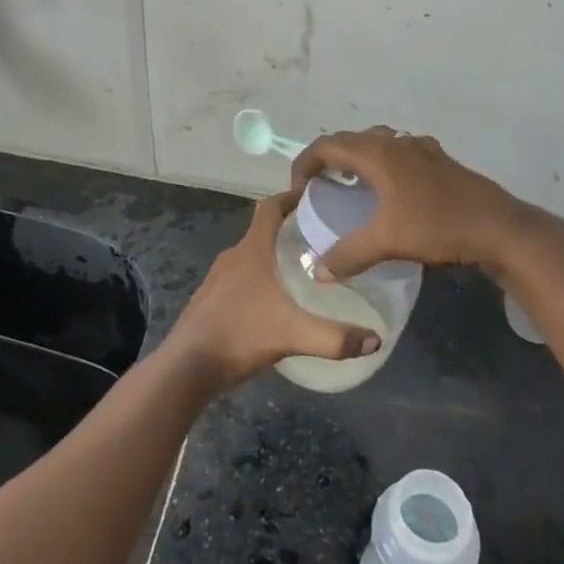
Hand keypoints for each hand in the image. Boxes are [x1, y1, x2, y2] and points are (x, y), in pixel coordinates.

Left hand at [163, 192, 382, 390]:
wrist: (187, 366)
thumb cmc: (240, 335)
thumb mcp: (292, 335)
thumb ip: (335, 337)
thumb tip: (376, 338)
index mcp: (251, 250)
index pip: (270, 207)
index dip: (290, 197)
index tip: (314, 196)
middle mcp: (233, 256)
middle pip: (262, 230)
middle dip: (289, 230)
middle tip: (320, 239)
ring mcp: (217, 278)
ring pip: (250, 256)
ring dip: (272, 256)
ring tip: (302, 270)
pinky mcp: (210, 300)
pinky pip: (240, 278)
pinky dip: (259, 279)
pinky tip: (274, 302)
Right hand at [289, 126, 563, 281]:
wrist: (499, 227)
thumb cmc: (438, 226)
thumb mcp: (388, 242)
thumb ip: (348, 255)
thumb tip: (317, 271)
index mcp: (378, 154)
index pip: (327, 145)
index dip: (305, 162)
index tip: (298, 188)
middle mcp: (396, 143)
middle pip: (351, 139)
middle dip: (329, 157)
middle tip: (319, 184)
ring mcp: (421, 148)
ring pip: (378, 142)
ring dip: (358, 156)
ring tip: (351, 183)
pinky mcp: (440, 160)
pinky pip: (400, 151)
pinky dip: (384, 162)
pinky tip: (392, 188)